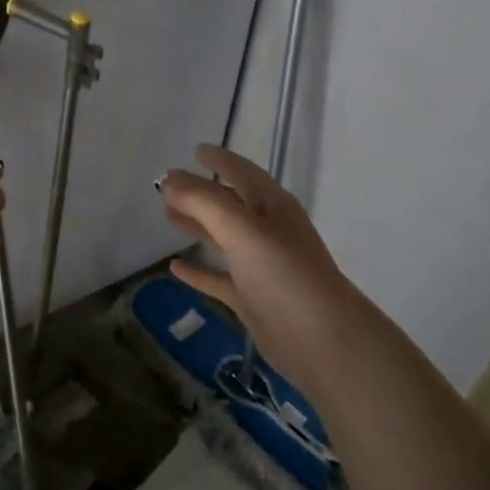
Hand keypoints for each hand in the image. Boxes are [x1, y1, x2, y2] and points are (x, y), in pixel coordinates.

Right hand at [158, 144, 357, 375]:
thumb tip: (168, 178)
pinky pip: (219, 278)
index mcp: (272, 207)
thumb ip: (203, 201)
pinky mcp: (252, 298)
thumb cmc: (284, 274)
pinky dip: (199, 271)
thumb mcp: (241, 229)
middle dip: (200, 192)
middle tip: (167, 185)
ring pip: (223, 238)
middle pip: (229, 203)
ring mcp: (260, 266)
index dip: (220, 160)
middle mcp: (268, 231)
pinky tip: (175, 267)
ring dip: (197, 225)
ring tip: (167, 215)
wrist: (321, 339)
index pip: (242, 172)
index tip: (196, 150)